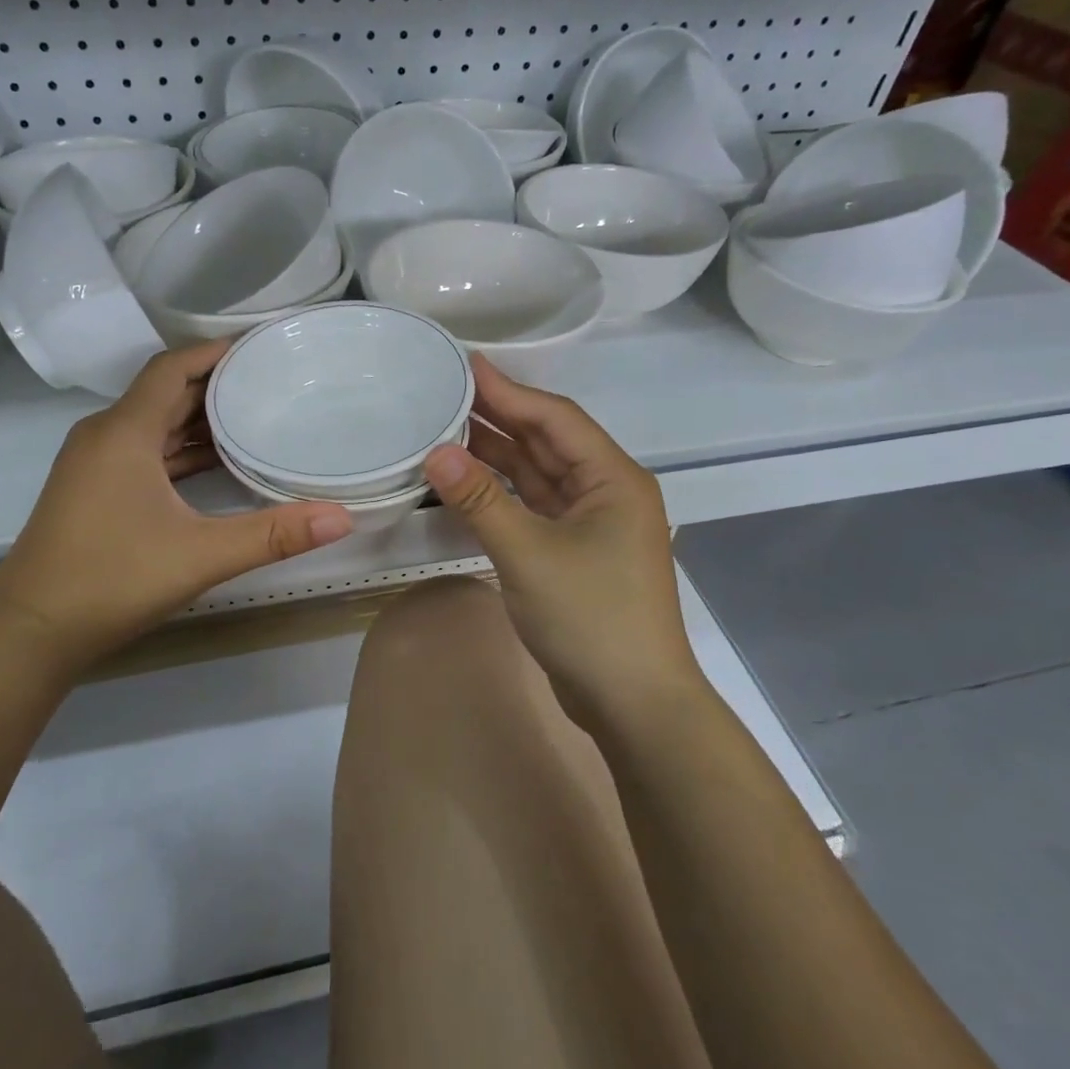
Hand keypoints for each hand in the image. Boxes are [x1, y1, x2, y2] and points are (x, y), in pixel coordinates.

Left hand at [0, 342, 353, 677]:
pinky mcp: (92, 490)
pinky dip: (178, 450)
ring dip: (197, 419)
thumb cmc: (112, 580)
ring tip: (253, 416)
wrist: (31, 631)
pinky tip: (214, 464)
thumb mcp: (202, 555)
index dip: (214, 351)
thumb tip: (343, 517)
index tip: (260, 347)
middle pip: (163, 392)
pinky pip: (142, 452)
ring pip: (152, 424)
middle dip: (215, 384)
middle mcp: (104, 436)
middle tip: (271, 381)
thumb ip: (274, 534)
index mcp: (124, 432)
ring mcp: (93, 464)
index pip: (171, 367)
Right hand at [423, 356, 693, 724]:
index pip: (555, 418)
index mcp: (613, 479)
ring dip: (499, 456)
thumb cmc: (590, 618)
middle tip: (447, 393)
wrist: (633, 702)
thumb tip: (435, 452)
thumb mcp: (528, 554)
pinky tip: (468, 484)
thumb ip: (481, 501)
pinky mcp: (576, 554)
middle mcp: (607, 492)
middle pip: (548, 442)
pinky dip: (503, 494)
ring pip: (540, 476)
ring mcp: (593, 525)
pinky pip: (535, 508)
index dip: (510, 390)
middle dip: (501, 418)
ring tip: (447, 430)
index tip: (465, 366)